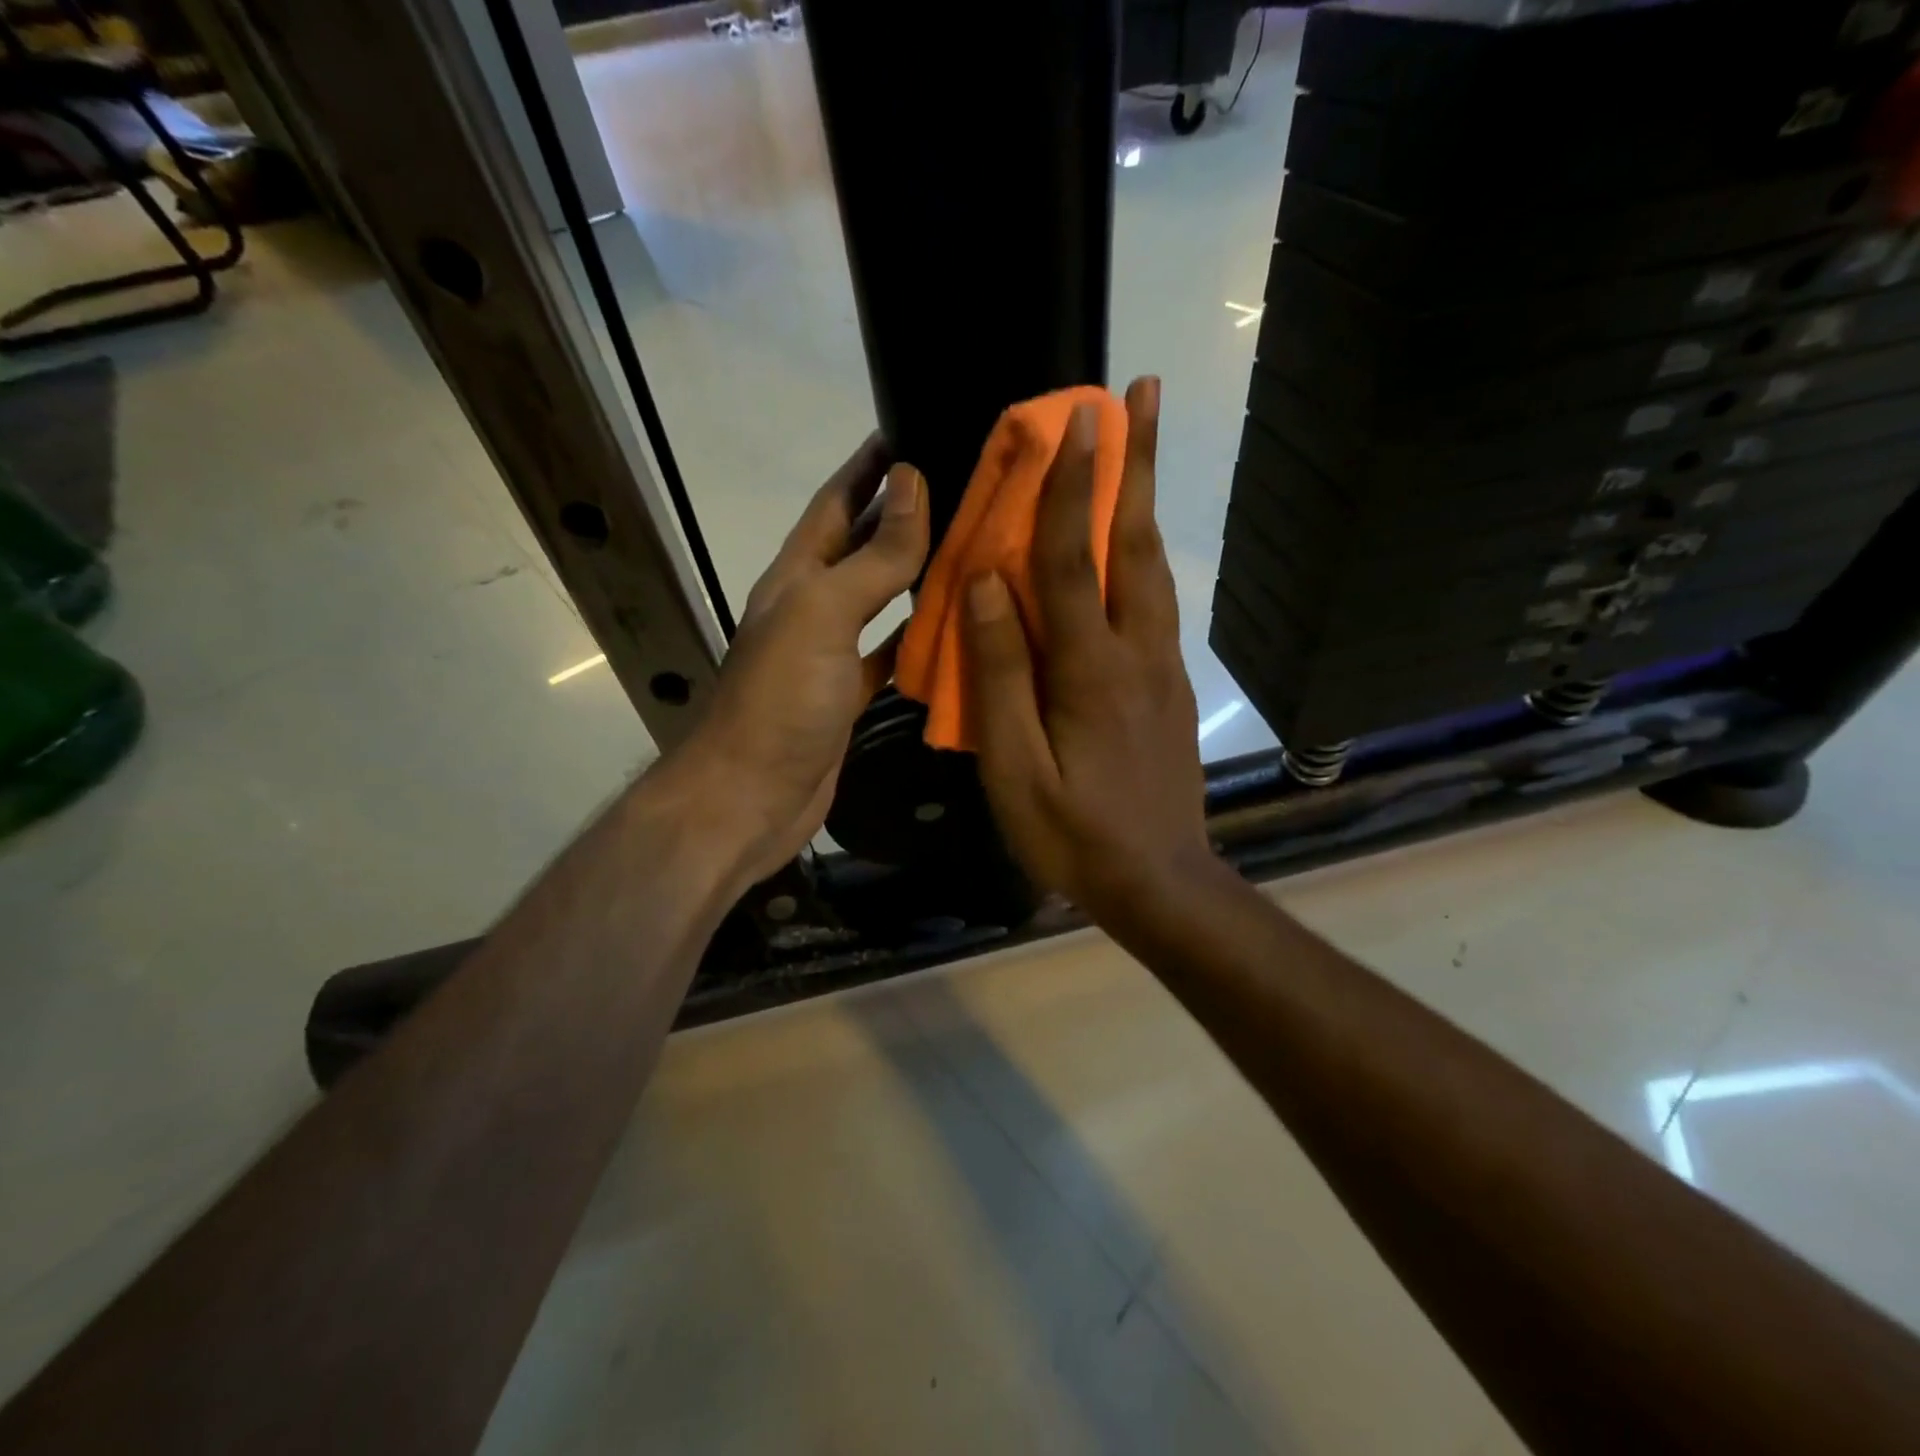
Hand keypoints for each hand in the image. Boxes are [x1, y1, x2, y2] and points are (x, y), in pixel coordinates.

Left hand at [679, 436, 928, 886]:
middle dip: (902, 516)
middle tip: (962, 489)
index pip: (834, 503)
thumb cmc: (780, 700)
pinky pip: (889, 657)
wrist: (749, 798)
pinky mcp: (848, 698)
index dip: (867, 468)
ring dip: (917, 577)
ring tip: (971, 549)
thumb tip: (912, 483)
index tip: (910, 430)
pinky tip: (953, 631)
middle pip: (861, 549)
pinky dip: (918, 642)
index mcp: (796, 577)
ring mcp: (830, 656)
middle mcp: (812, 608)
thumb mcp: (823, 614)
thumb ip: (871, 556)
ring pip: (881, 603)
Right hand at [963, 378, 1220, 928]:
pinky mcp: (1171, 689)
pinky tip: (1132, 546)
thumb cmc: (1072, 832)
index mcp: (1090, 670)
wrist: (1159, 882)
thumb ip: (1000, 675)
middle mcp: (1137, 653)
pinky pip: (1156, 605)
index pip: (1072, 560)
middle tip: (1142, 392)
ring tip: (1143, 446)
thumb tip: (986, 587)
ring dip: (1145, 501)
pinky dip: (1144, 556)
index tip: (1074, 418)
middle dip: (1136, 464)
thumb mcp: (1015, 767)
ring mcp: (1163, 669)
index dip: (1069, 487)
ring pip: (1154, 569)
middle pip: (1134, 544)